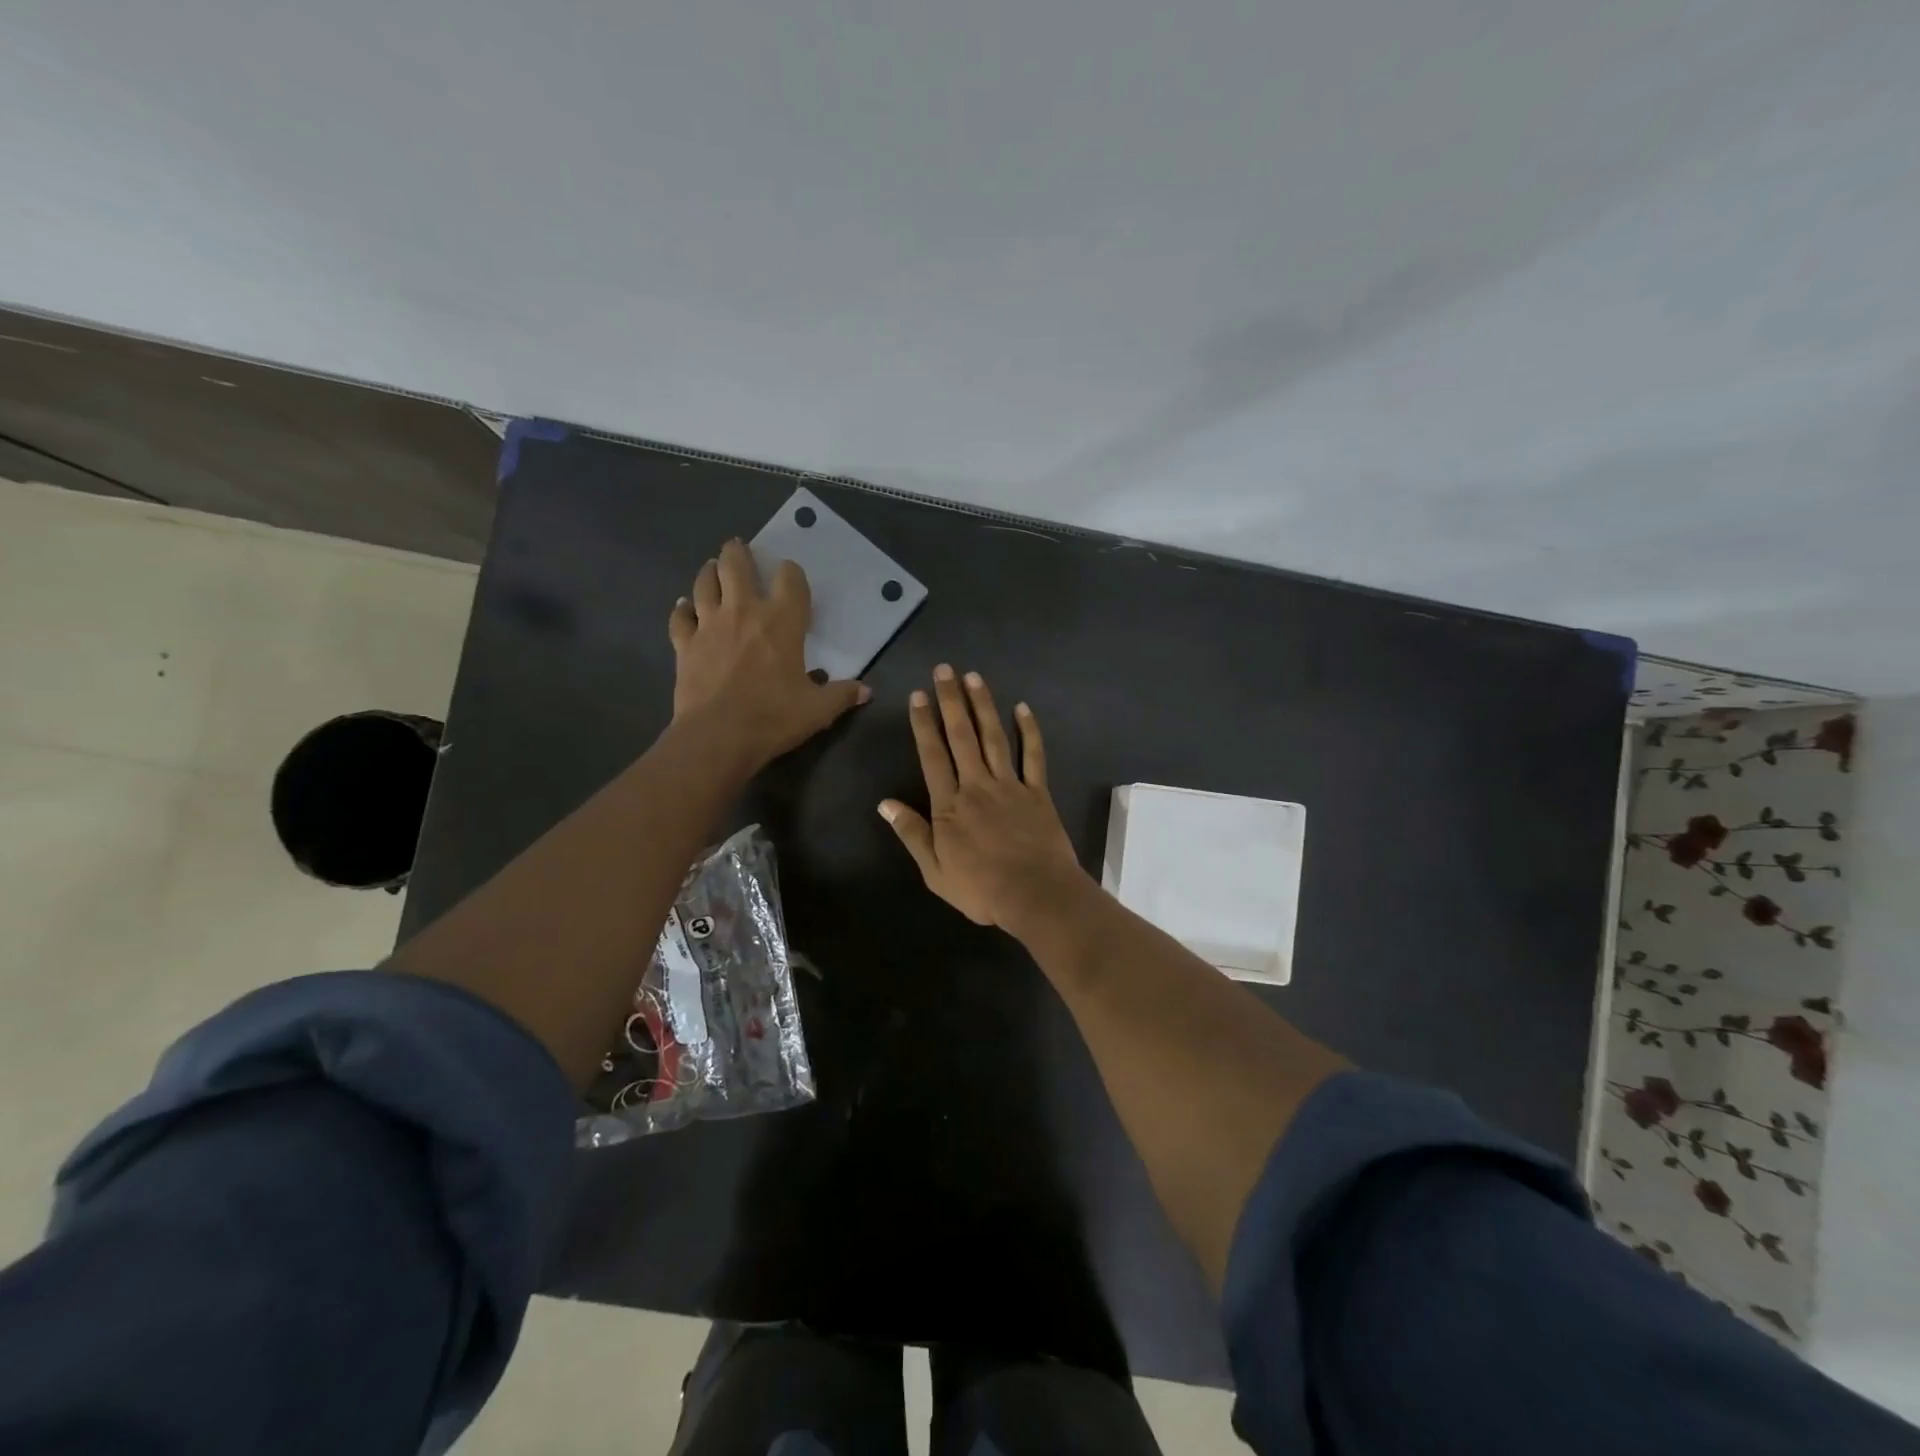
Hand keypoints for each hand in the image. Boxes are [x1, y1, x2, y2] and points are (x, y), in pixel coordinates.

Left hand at [669, 539, 868, 766]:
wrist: (718, 736)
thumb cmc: (773, 717)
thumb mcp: (818, 710)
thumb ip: (842, 695)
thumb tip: (866, 691)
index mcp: (782, 621)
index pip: (790, 578)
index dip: (792, 572)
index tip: (792, 576)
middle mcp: (744, 611)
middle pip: (736, 564)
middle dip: (739, 552)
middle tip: (740, 549)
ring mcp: (709, 625)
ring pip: (704, 582)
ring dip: (709, 571)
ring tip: (713, 567)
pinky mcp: (685, 644)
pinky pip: (680, 617)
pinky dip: (682, 609)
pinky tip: (683, 606)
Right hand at [879, 665, 1091, 934]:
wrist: (1035, 895)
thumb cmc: (981, 889)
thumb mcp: (935, 870)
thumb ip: (912, 833)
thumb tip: (885, 804)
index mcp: (950, 804)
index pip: (932, 755)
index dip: (923, 723)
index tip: (918, 696)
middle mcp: (977, 785)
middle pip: (961, 736)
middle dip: (951, 700)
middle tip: (944, 670)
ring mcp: (1010, 785)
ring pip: (994, 737)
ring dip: (983, 705)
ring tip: (974, 677)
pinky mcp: (1038, 792)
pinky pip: (1033, 756)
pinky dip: (1029, 731)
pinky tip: (1023, 708)